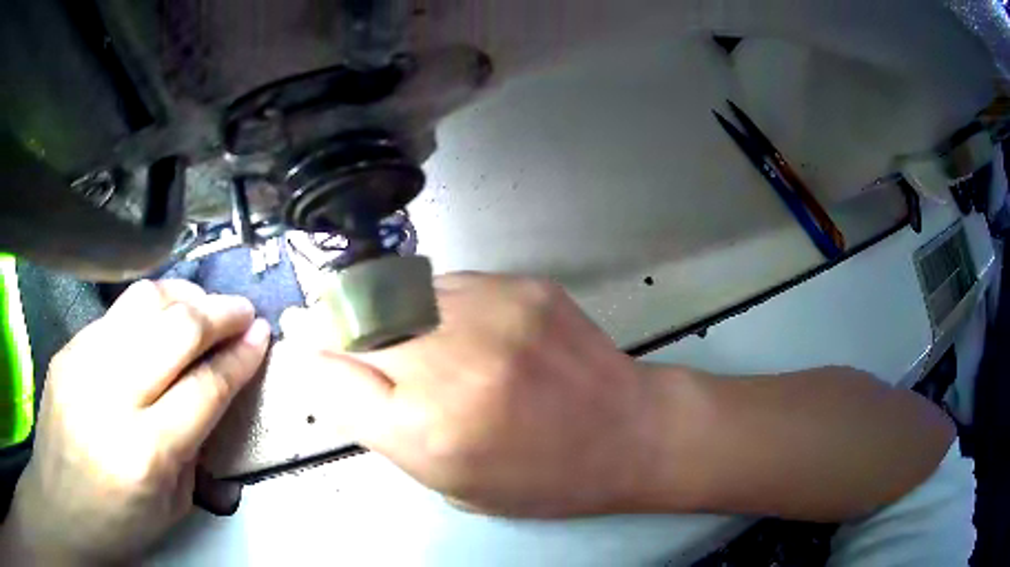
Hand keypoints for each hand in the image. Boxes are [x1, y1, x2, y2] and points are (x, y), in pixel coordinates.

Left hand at [2, 280, 269, 564]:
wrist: (61, 507)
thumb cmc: (117, 524)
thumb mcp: (172, 506)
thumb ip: (194, 448)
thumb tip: (212, 395)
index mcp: (146, 452)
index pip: (206, 387)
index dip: (241, 358)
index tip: (262, 338)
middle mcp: (112, 396)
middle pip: (176, 330)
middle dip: (220, 313)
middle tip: (242, 312)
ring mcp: (83, 363)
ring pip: (144, 302)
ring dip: (185, 297)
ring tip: (205, 306)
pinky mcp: (68, 348)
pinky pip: (115, 314)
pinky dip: (148, 309)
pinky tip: (159, 321)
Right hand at [279, 273, 692, 517]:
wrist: (628, 431)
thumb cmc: (543, 477)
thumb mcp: (452, 483)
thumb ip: (385, 429)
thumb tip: (335, 376)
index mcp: (428, 432)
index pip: (331, 377)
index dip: (308, 357)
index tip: (298, 342)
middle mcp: (450, 365)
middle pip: (353, 322)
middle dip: (327, 319)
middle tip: (315, 318)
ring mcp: (489, 314)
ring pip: (395, 292)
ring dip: (377, 308)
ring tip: (387, 325)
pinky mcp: (519, 286)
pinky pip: (445, 285)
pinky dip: (430, 304)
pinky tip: (451, 326)